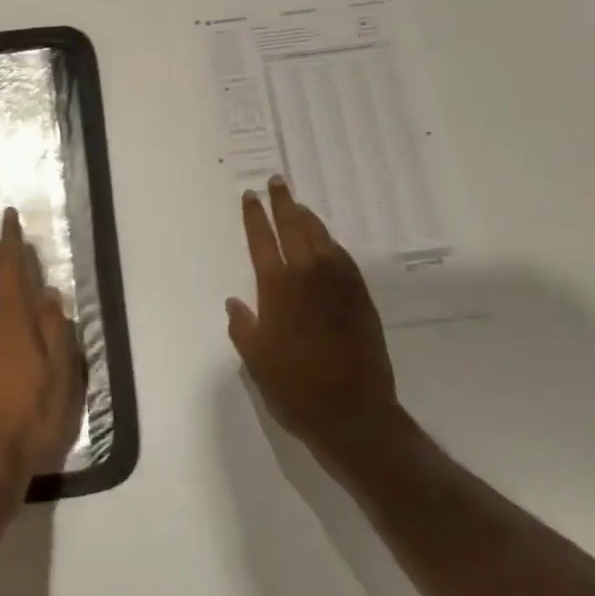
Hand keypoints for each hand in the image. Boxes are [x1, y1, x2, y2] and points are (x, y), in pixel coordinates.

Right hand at [226, 177, 402, 465]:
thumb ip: (243, 326)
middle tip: (277, 182)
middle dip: (282, 202)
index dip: (254, 216)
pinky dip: (330, 242)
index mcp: (277, 288)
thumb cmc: (295, 388)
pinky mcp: (360, 294)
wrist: (352, 412)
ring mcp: (338, 282)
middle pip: (293, 226)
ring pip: (320, 236)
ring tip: (297, 205)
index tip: (250, 196)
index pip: (262, 240)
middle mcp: (307, 275)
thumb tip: (234, 302)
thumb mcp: (256, 361)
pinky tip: (325, 241)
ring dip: (307, 217)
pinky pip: (342, 256)